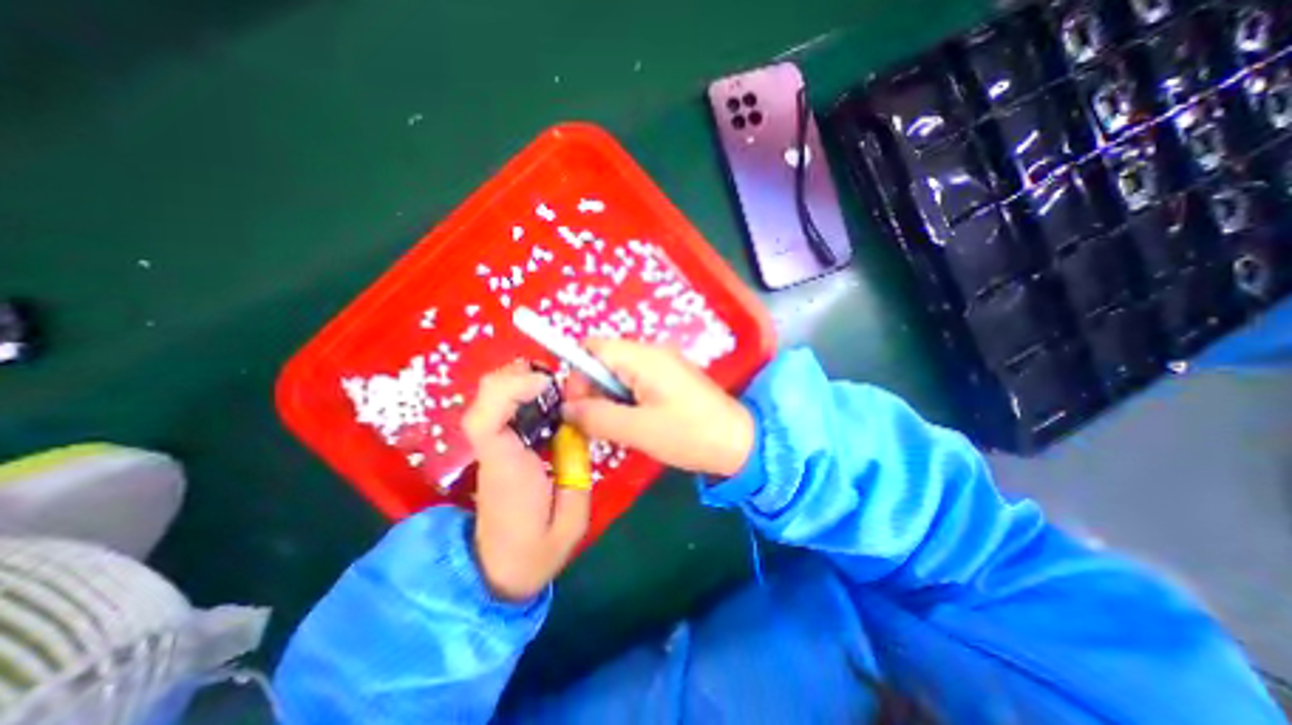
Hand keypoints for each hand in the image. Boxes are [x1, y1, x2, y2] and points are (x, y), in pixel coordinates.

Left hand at [462, 360, 592, 600]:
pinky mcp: (498, 446)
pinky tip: (545, 397)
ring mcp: (492, 447)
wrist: (499, 570)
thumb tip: (579, 424)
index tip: (547, 383)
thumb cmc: (536, 550)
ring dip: (520, 380)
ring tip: (554, 385)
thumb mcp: (572, 519)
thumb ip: (577, 470)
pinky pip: (501, 407)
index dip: (509, 390)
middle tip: (556, 379)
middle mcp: (493, 451)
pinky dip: (520, 392)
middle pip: (484, 397)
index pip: (485, 421)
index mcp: (507, 470)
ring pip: (490, 396)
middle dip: (518, 376)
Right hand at [560, 339, 754, 478]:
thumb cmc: (689, 434)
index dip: (577, 375)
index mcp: (642, 356)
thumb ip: (596, 417)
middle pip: (604, 360)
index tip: (578, 408)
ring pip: (618, 373)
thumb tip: (566, 409)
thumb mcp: (637, 430)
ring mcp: (663, 363)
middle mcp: (651, 352)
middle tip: (598, 424)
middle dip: (593, 390)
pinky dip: (626, 400)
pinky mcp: (670, 377)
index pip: (591, 348)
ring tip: (619, 427)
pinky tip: (635, 423)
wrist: (738, 443)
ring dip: (610, 398)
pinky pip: (636, 381)